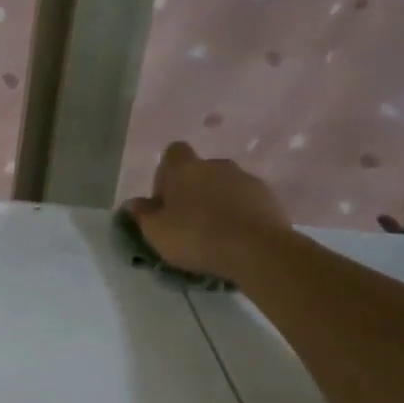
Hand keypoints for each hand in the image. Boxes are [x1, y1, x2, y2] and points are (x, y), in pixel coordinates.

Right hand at [127, 142, 291, 277]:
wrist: (256, 250)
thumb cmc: (196, 236)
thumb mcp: (157, 232)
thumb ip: (142, 215)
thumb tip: (133, 203)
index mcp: (185, 169)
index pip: (173, 152)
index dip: (166, 173)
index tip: (165, 199)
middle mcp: (216, 165)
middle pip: (200, 170)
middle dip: (193, 190)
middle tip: (188, 220)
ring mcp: (246, 179)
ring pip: (225, 185)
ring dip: (218, 201)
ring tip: (215, 232)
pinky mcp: (269, 197)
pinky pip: (247, 200)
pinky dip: (240, 212)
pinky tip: (236, 236)